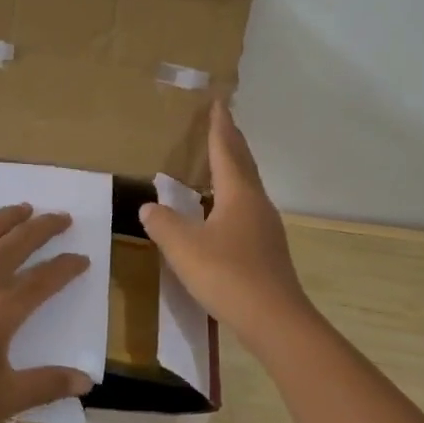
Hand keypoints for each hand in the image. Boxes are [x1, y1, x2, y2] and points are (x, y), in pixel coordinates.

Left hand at [0, 202, 92, 422]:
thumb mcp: (2, 399)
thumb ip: (46, 385)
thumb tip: (87, 381)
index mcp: (4, 308)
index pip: (46, 279)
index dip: (68, 267)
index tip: (82, 259)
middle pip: (18, 243)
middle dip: (44, 227)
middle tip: (61, 217)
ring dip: (6, 217)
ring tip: (23, 207)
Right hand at [139, 100, 315, 345]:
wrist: (274, 319)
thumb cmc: (226, 274)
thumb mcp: (183, 247)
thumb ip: (163, 224)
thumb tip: (149, 207)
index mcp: (238, 193)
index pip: (226, 150)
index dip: (219, 126)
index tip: (218, 102)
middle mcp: (256, 203)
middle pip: (243, 163)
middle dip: (231, 140)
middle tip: (221, 121)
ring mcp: (265, 227)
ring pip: (247, 186)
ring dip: (234, 168)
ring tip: (219, 160)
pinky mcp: (267, 249)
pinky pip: (247, 208)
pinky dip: (233, 195)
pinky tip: (222, 210)